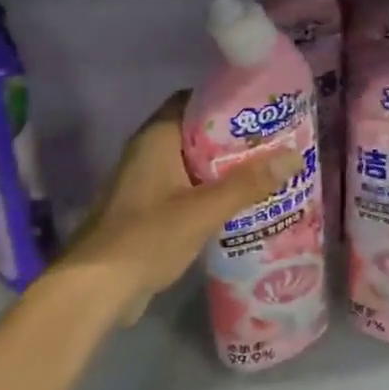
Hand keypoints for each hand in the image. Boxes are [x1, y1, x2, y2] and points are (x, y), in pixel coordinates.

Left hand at [63, 92, 299, 323]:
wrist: (96, 287)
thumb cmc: (147, 237)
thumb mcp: (203, 210)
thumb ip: (247, 184)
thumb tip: (293, 155)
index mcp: (156, 138)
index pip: (192, 102)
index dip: (226, 103)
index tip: (262, 111)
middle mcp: (148, 153)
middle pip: (196, 135)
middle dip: (233, 142)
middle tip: (274, 146)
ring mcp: (144, 183)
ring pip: (192, 166)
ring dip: (223, 171)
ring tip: (265, 174)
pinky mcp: (146, 211)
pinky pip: (184, 191)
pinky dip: (209, 194)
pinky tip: (238, 207)